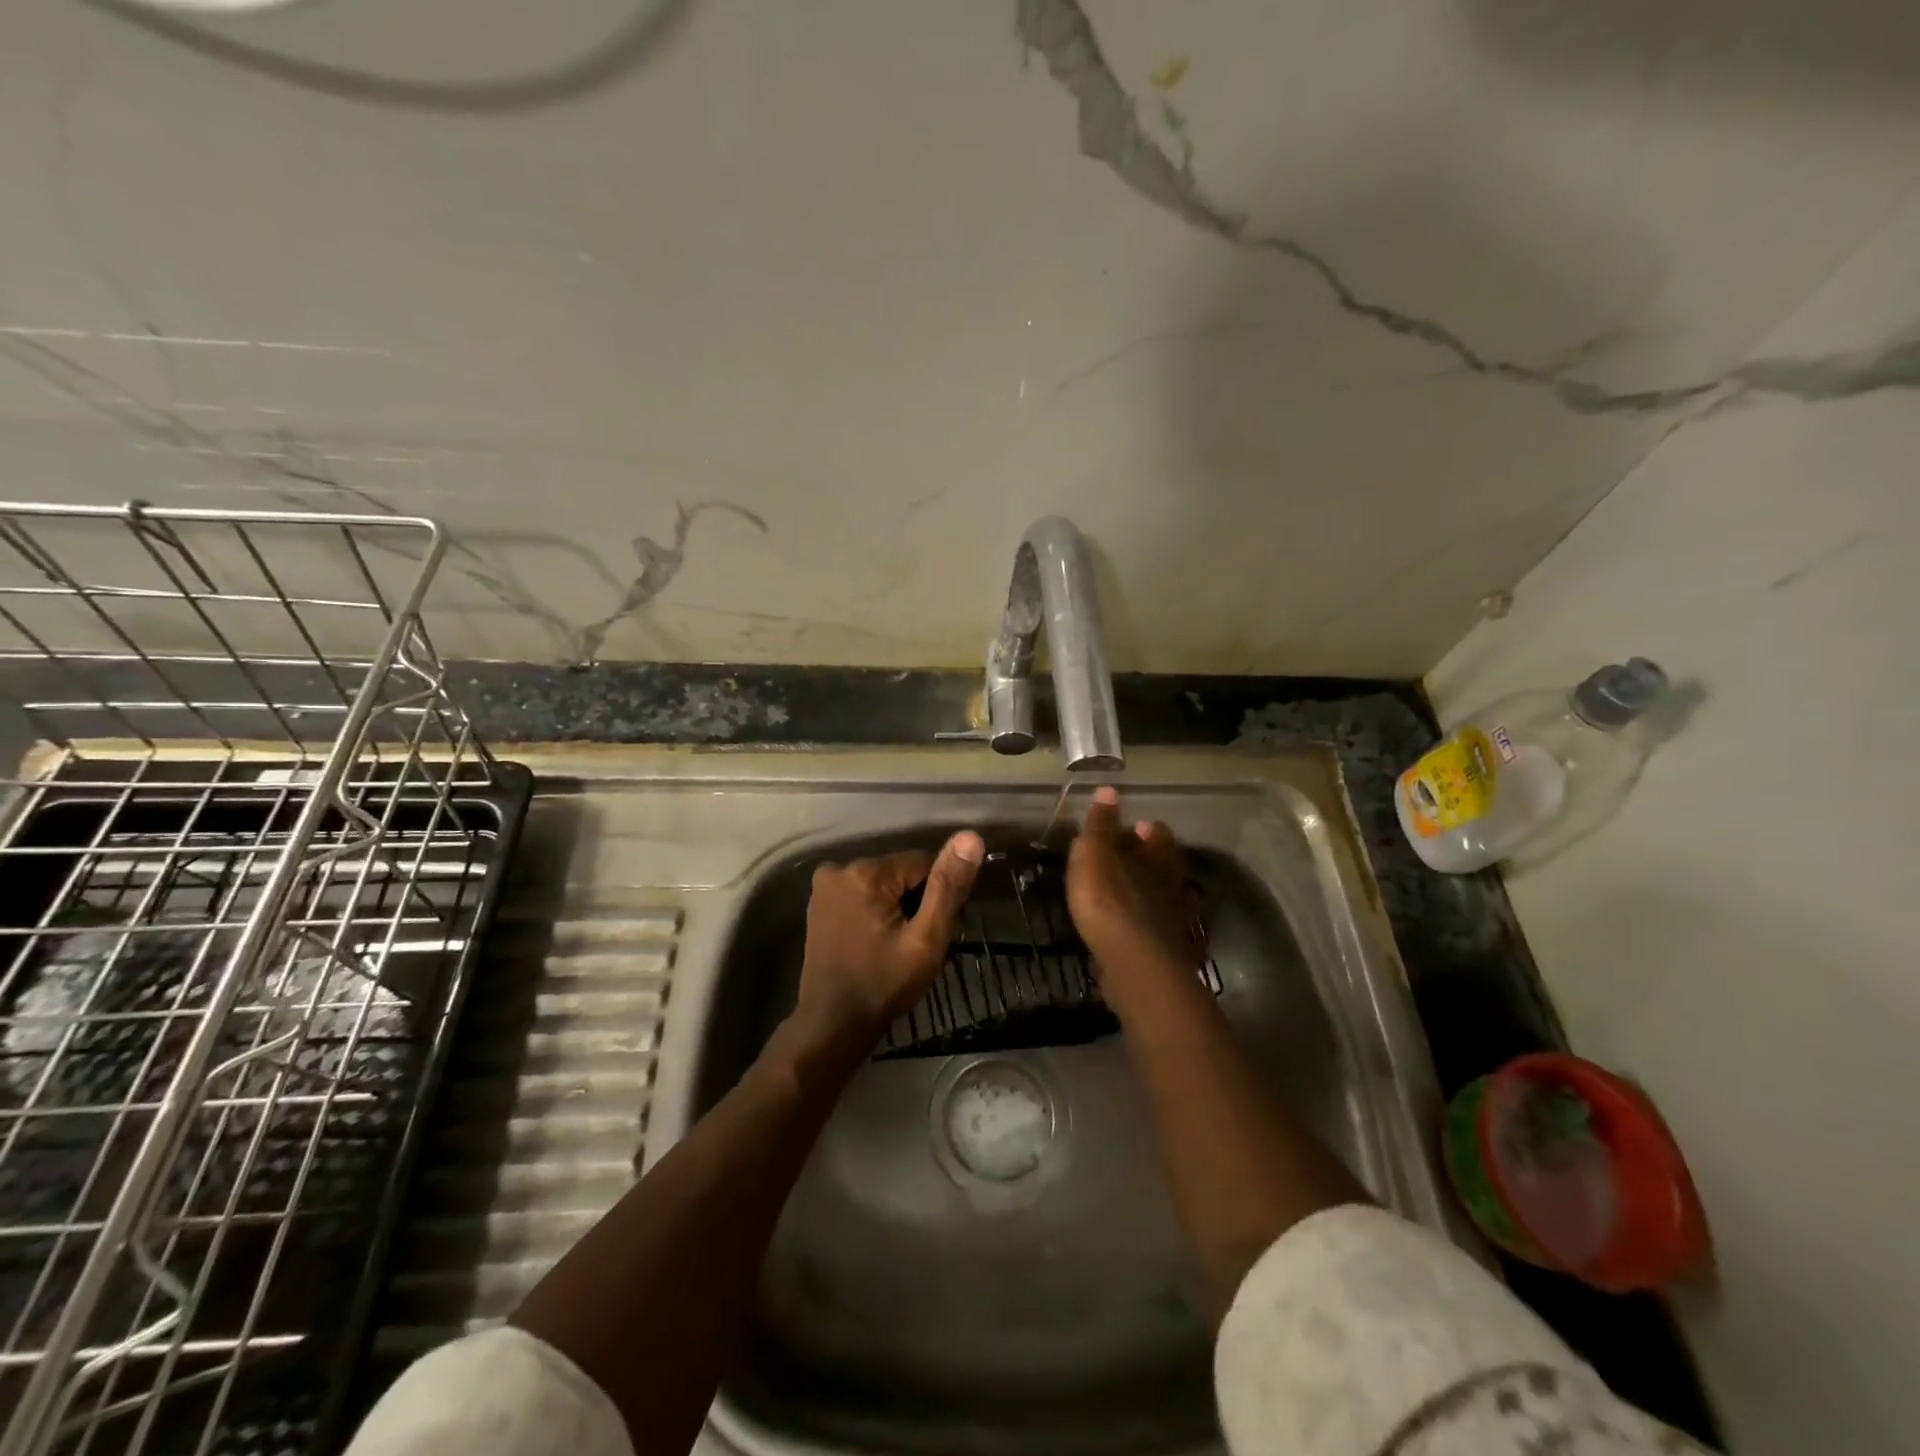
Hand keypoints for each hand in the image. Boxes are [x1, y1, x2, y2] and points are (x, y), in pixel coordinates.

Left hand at [795, 832, 985, 1041]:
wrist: (832, 1024)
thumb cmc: (884, 984)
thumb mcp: (926, 940)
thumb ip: (947, 887)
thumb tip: (970, 837)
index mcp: (866, 872)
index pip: (923, 864)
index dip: (933, 897)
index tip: (927, 932)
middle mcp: (840, 867)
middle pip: (900, 872)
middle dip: (914, 901)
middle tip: (912, 943)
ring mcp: (825, 885)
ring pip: (883, 883)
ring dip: (895, 906)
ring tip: (893, 946)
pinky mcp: (819, 902)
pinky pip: (862, 893)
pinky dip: (874, 910)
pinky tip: (873, 941)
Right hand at [1067, 787, 1201, 1009]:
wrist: (1136, 967)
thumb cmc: (1110, 902)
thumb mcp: (1095, 855)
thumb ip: (1101, 825)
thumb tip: (1110, 790)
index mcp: (1158, 858)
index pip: (1159, 835)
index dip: (1148, 830)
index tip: (1136, 827)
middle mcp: (1173, 885)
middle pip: (1166, 866)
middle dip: (1151, 861)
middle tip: (1131, 859)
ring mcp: (1174, 921)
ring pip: (1165, 899)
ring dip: (1150, 895)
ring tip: (1130, 894)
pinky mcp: (1168, 953)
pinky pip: (1158, 931)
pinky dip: (1148, 927)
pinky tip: (1133, 931)